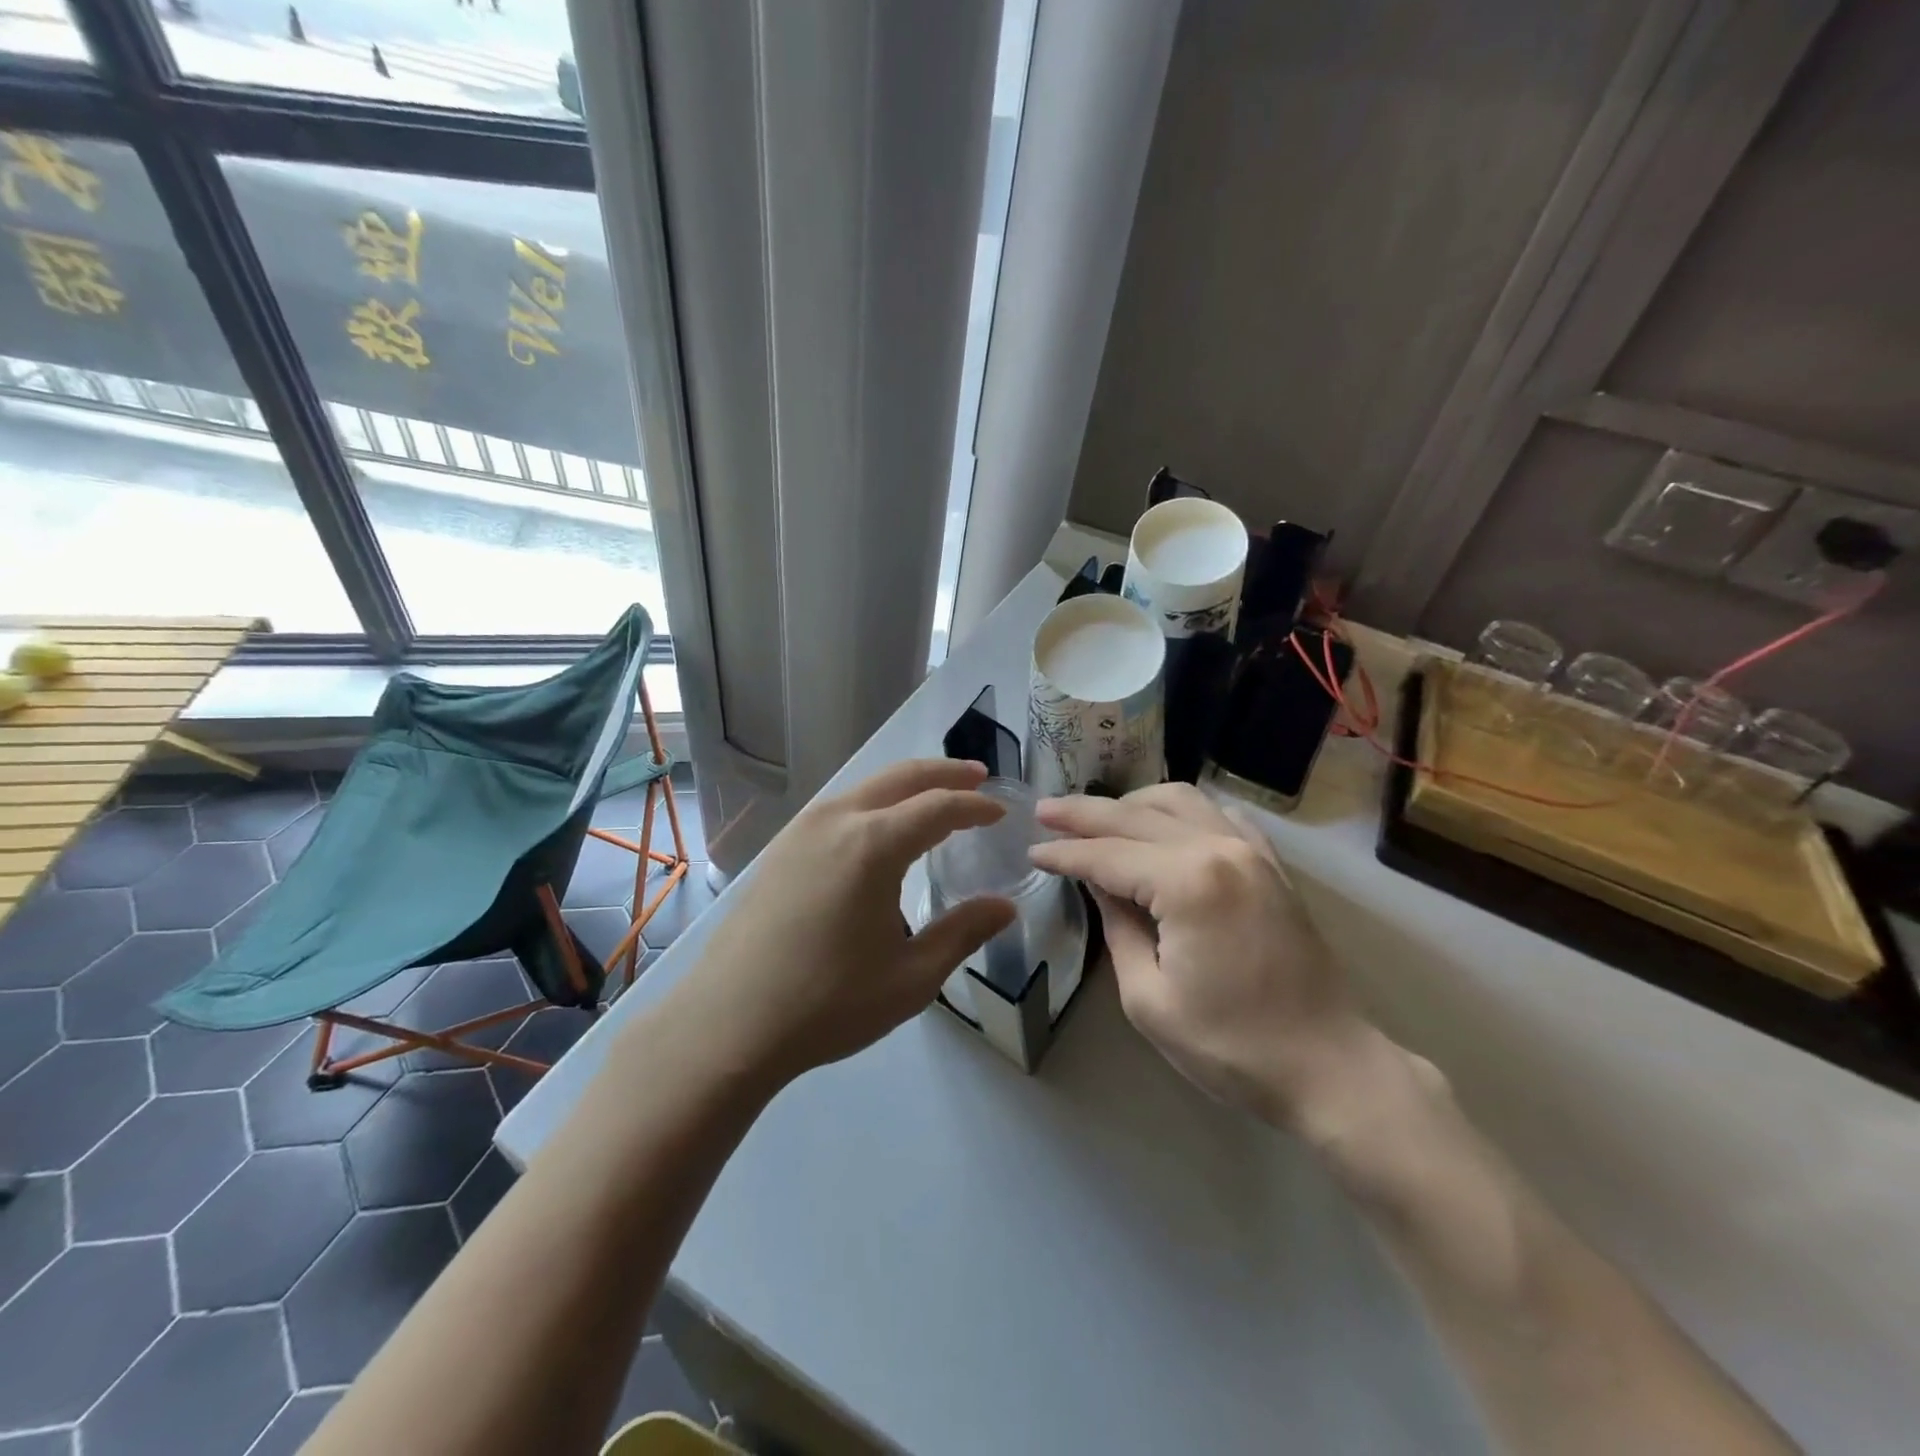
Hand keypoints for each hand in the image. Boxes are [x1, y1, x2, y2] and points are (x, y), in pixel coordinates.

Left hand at [663, 760, 1016, 1088]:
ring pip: (866, 787)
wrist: (729, 1023)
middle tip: (978, 777)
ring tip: (935, 798)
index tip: (1001, 813)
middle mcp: (837, 820)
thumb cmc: (828, 1003)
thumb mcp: (911, 977)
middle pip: (901, 777)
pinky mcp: (780, 848)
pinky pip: (840, 807)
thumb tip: (1005, 907)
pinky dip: (874, 803)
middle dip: (945, 773)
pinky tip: (881, 829)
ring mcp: (801, 829)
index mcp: (873, 844)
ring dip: (907, 784)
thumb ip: (963, 933)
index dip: (976, 806)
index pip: (939, 807)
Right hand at [1030, 783, 1370, 1126]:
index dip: (1065, 854)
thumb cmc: (1231, 1046)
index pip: (1107, 855)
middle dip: (1085, 813)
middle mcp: (1220, 848)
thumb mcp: (1149, 998)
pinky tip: (1161, 823)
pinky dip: (1180, 810)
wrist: (1328, 1066)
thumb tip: (1099, 884)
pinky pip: (1217, 814)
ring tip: (1097, 816)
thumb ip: (1117, 928)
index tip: (1031, 851)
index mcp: (1188, 882)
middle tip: (1044, 811)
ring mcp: (1252, 850)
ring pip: (1179, 800)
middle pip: (1136, 815)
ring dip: (1131, 803)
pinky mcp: (1270, 864)